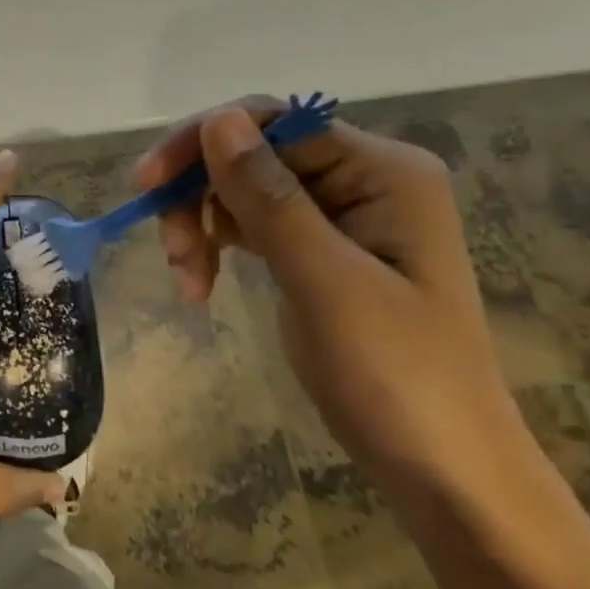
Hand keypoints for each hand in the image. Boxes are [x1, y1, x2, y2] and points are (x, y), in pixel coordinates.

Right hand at [136, 100, 534, 505]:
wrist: (442, 469)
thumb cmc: (396, 376)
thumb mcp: (325, 282)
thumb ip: (269, 197)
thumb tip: (218, 119)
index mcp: (383, 172)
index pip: (275, 123)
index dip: (204, 142)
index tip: (147, 183)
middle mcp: (363, 180)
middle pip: (252, 154)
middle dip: (199, 195)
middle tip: (170, 252)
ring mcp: (339, 216)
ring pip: (242, 189)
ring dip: (201, 225)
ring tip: (187, 281)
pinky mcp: (316, 250)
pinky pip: (250, 224)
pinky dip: (217, 247)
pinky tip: (201, 283)